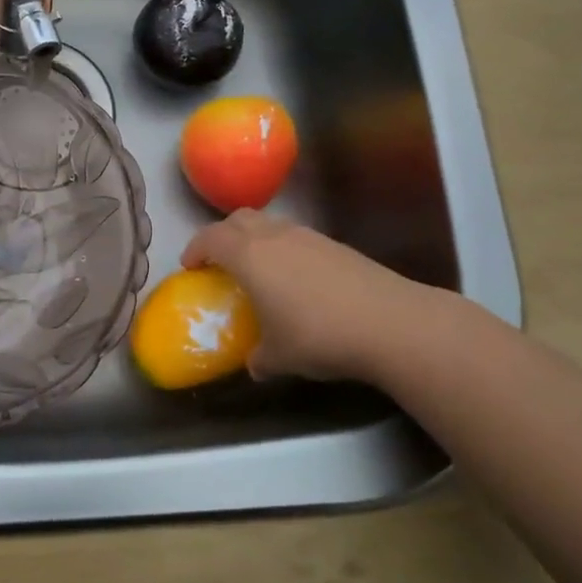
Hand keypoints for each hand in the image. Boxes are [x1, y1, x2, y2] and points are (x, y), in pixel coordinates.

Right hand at [182, 210, 439, 381]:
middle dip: (223, 235)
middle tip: (219, 261)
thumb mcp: (279, 357)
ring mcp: (309, 237)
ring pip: (271, 225)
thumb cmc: (319, 336)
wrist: (390, 323)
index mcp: (250, 256)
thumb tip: (255, 363)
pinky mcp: (337, 246)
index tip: (190, 267)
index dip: (195, 248)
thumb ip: (259, 357)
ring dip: (256, 240)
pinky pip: (297, 238)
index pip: (211, 238)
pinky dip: (285, 250)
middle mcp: (275, 237)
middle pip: (239, 219)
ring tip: (259, 271)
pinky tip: (297, 282)